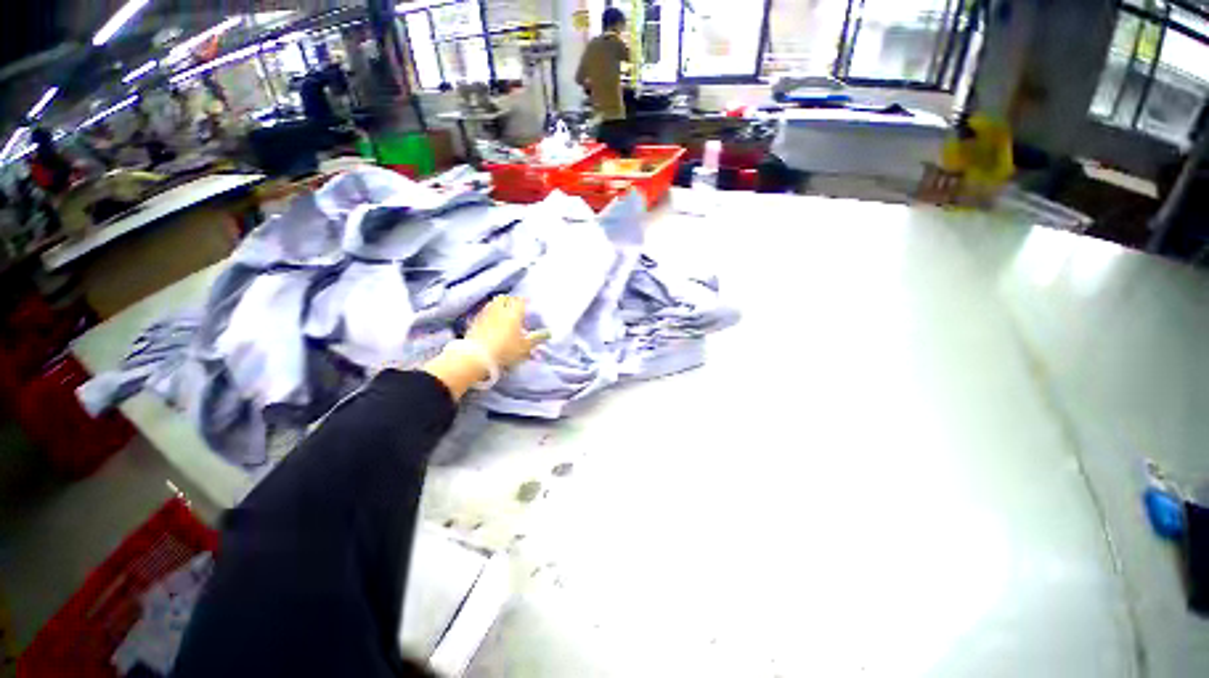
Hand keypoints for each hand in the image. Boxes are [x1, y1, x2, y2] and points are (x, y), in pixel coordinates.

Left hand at [466, 296, 549, 369]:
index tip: (528, 301)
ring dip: (499, 304)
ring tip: (503, 309)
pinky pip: (483, 312)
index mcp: (513, 313)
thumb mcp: (525, 347)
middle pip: (504, 298)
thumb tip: (548, 333)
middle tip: (515, 303)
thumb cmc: (505, 350)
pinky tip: (490, 319)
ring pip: (492, 304)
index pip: (520, 301)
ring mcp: (485, 315)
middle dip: (510, 299)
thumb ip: (537, 339)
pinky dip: (488, 313)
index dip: (525, 300)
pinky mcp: (474, 322)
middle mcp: (499, 310)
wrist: (477, 356)